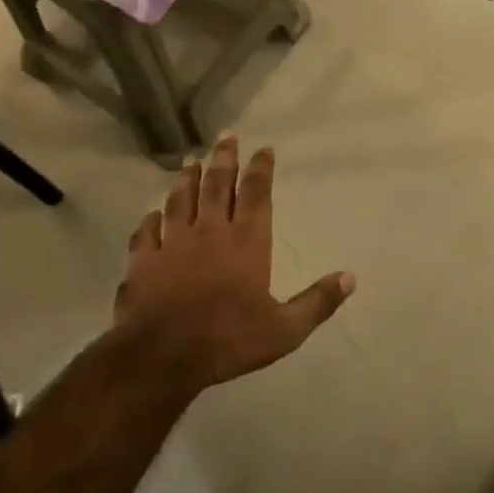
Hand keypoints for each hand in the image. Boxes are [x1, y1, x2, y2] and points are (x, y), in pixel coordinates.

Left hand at [116, 135, 353, 396]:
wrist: (162, 357)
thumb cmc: (229, 339)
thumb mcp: (285, 329)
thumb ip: (318, 301)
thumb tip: (350, 277)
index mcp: (247, 241)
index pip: (257, 194)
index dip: (261, 169)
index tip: (264, 149)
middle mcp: (210, 232)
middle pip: (218, 186)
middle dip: (224, 159)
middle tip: (225, 136)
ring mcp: (172, 244)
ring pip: (181, 201)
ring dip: (187, 180)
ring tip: (190, 162)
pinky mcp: (143, 262)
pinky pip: (146, 233)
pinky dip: (150, 220)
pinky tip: (151, 214)